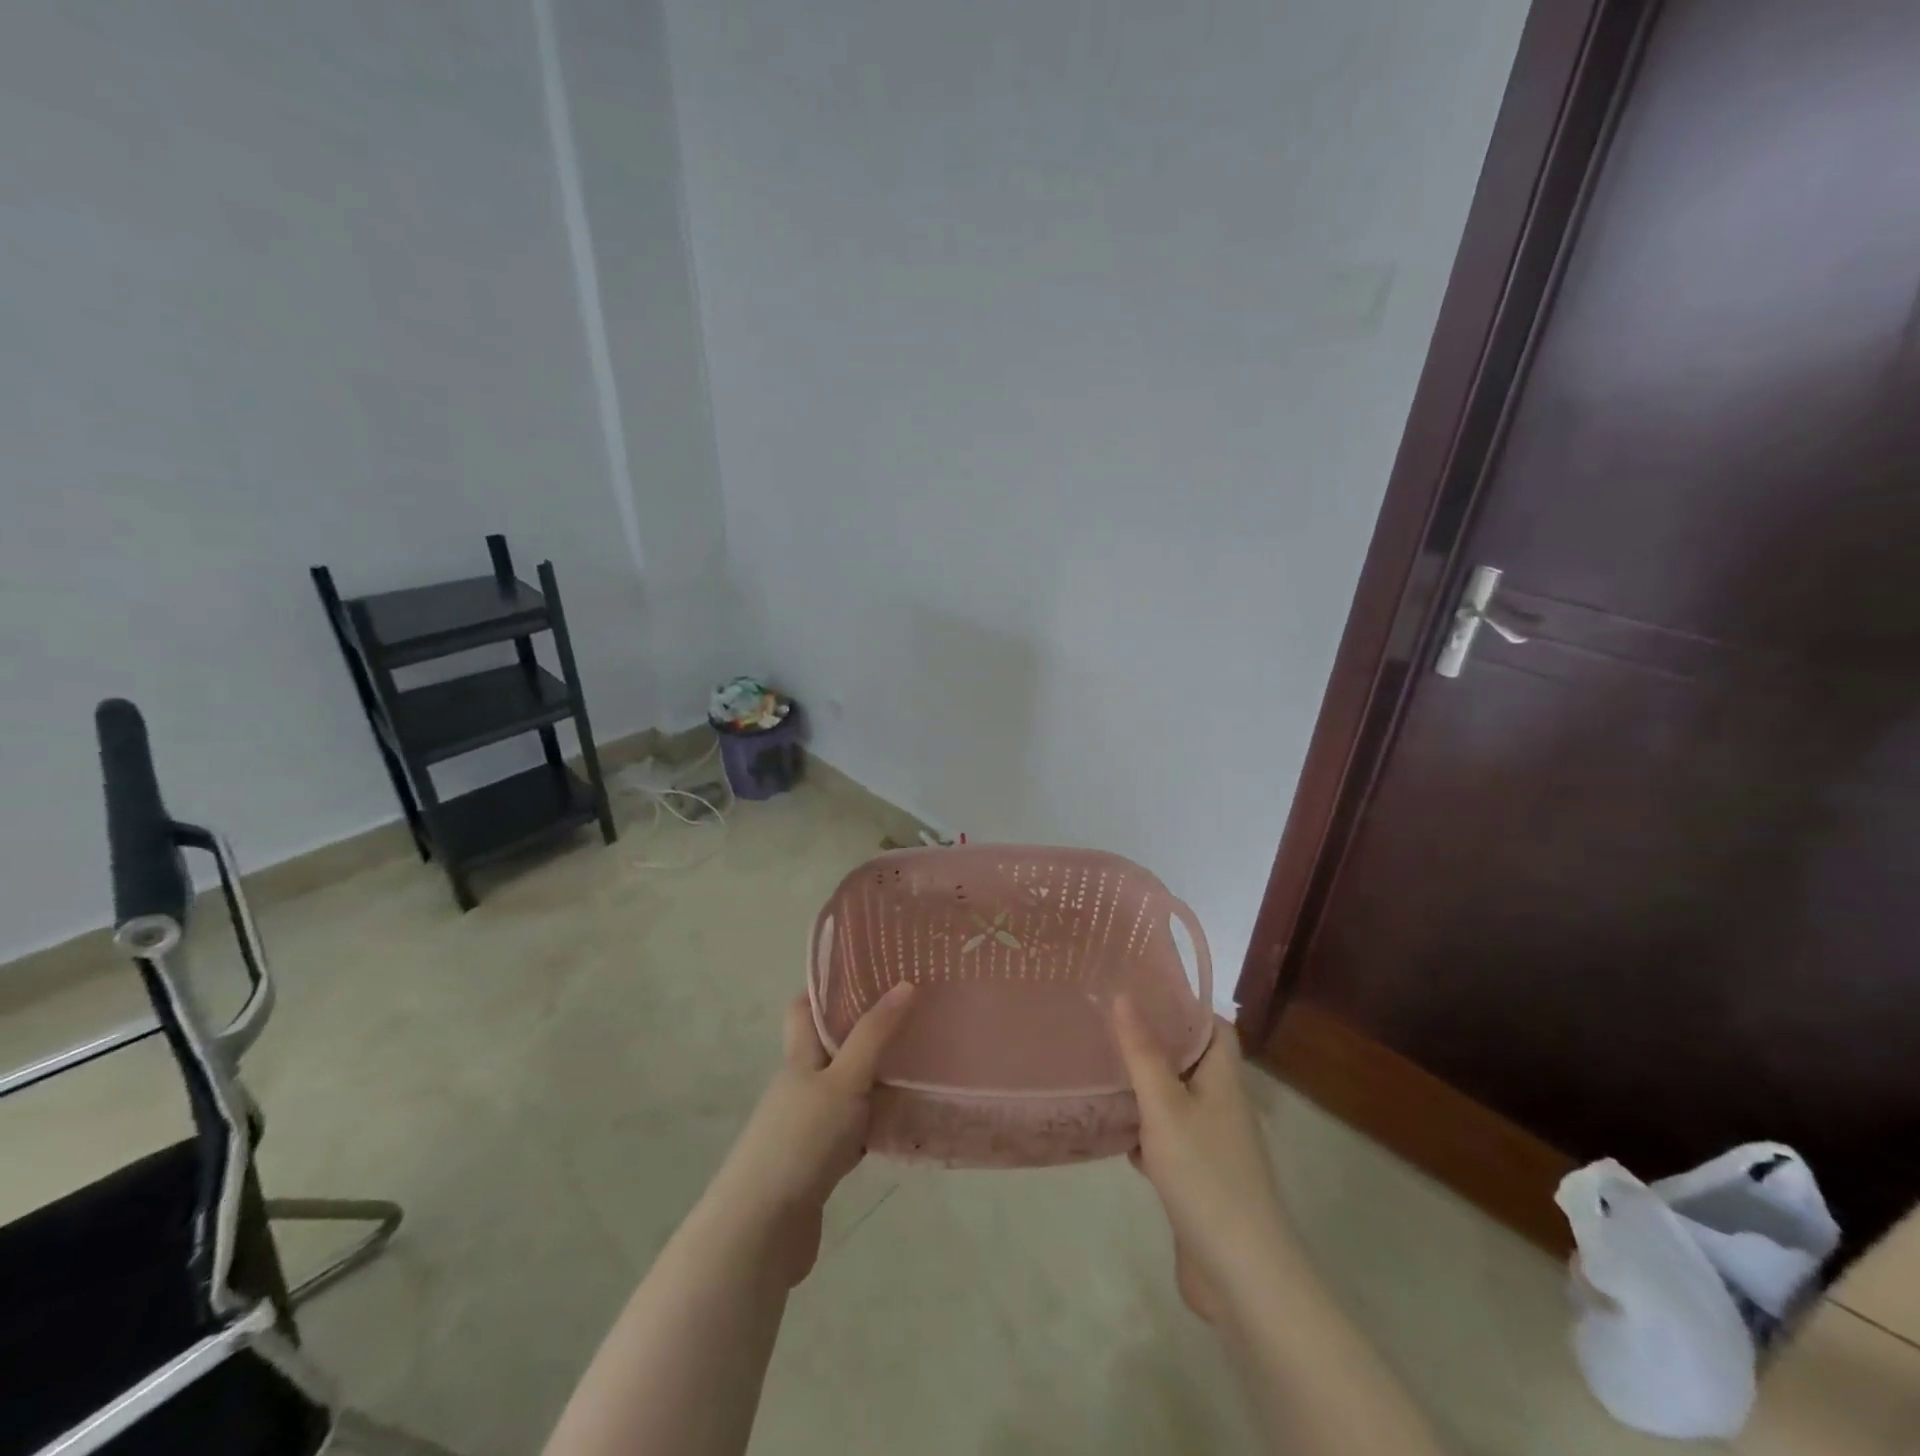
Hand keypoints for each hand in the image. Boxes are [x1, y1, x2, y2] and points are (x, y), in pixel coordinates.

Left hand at [706, 983, 914, 1284]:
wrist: (760, 1232)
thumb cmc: (800, 1142)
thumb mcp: (844, 1080)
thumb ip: (875, 1035)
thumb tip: (905, 983)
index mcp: (799, 1058)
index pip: (804, 1008)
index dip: (827, 987)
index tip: (867, 971)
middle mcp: (800, 1086)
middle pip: (830, 1047)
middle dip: (864, 1031)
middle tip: (911, 1016)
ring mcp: (806, 1126)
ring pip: (845, 1089)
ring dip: (874, 1078)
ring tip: (919, 1063)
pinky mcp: (816, 1164)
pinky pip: (852, 1130)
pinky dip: (874, 1123)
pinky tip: (903, 1125)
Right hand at [1112, 996, 1293, 1323]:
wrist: (1241, 1274)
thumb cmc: (1205, 1176)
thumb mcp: (1165, 1107)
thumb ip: (1142, 1052)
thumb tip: (1123, 994)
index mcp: (1223, 1080)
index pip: (1213, 1027)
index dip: (1184, 1005)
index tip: (1142, 989)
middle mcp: (1221, 1105)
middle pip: (1189, 1060)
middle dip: (1153, 1042)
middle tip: (1107, 1023)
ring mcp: (1211, 1144)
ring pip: (1174, 1099)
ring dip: (1143, 1086)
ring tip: (1100, 1066)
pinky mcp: (1197, 1178)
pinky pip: (1166, 1138)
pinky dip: (1142, 1130)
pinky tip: (1111, 1130)